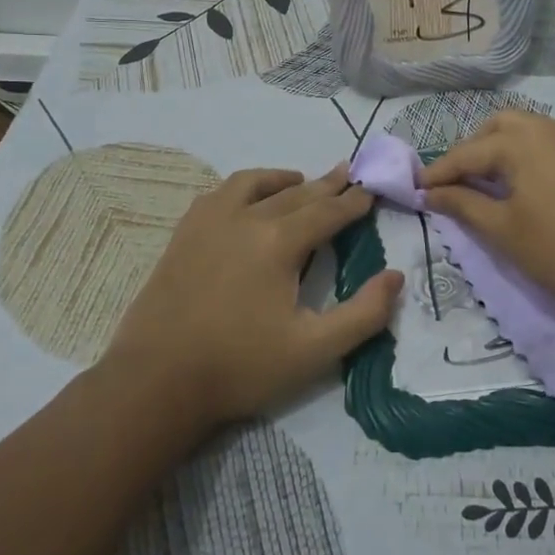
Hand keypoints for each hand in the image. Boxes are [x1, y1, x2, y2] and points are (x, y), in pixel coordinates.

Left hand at [104, 164, 401, 431]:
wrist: (157, 381)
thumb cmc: (241, 367)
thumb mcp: (314, 350)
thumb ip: (363, 314)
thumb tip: (396, 277)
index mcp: (279, 242)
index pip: (327, 212)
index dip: (352, 203)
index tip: (370, 192)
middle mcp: (245, 218)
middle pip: (295, 193)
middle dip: (326, 184)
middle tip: (347, 173)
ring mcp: (209, 222)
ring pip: (254, 184)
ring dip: (283, 179)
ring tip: (301, 180)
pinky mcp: (184, 234)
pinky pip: (219, 194)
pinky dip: (243, 188)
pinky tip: (245, 198)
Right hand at [420, 112, 554, 319]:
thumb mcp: (504, 231)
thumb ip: (463, 204)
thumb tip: (430, 193)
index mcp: (522, 141)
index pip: (467, 153)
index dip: (439, 173)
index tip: (417, 189)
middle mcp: (548, 127)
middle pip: (497, 127)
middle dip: (471, 151)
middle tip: (454, 184)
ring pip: (526, 129)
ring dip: (499, 149)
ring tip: (486, 183)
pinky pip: (548, 140)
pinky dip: (526, 153)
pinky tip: (524, 182)